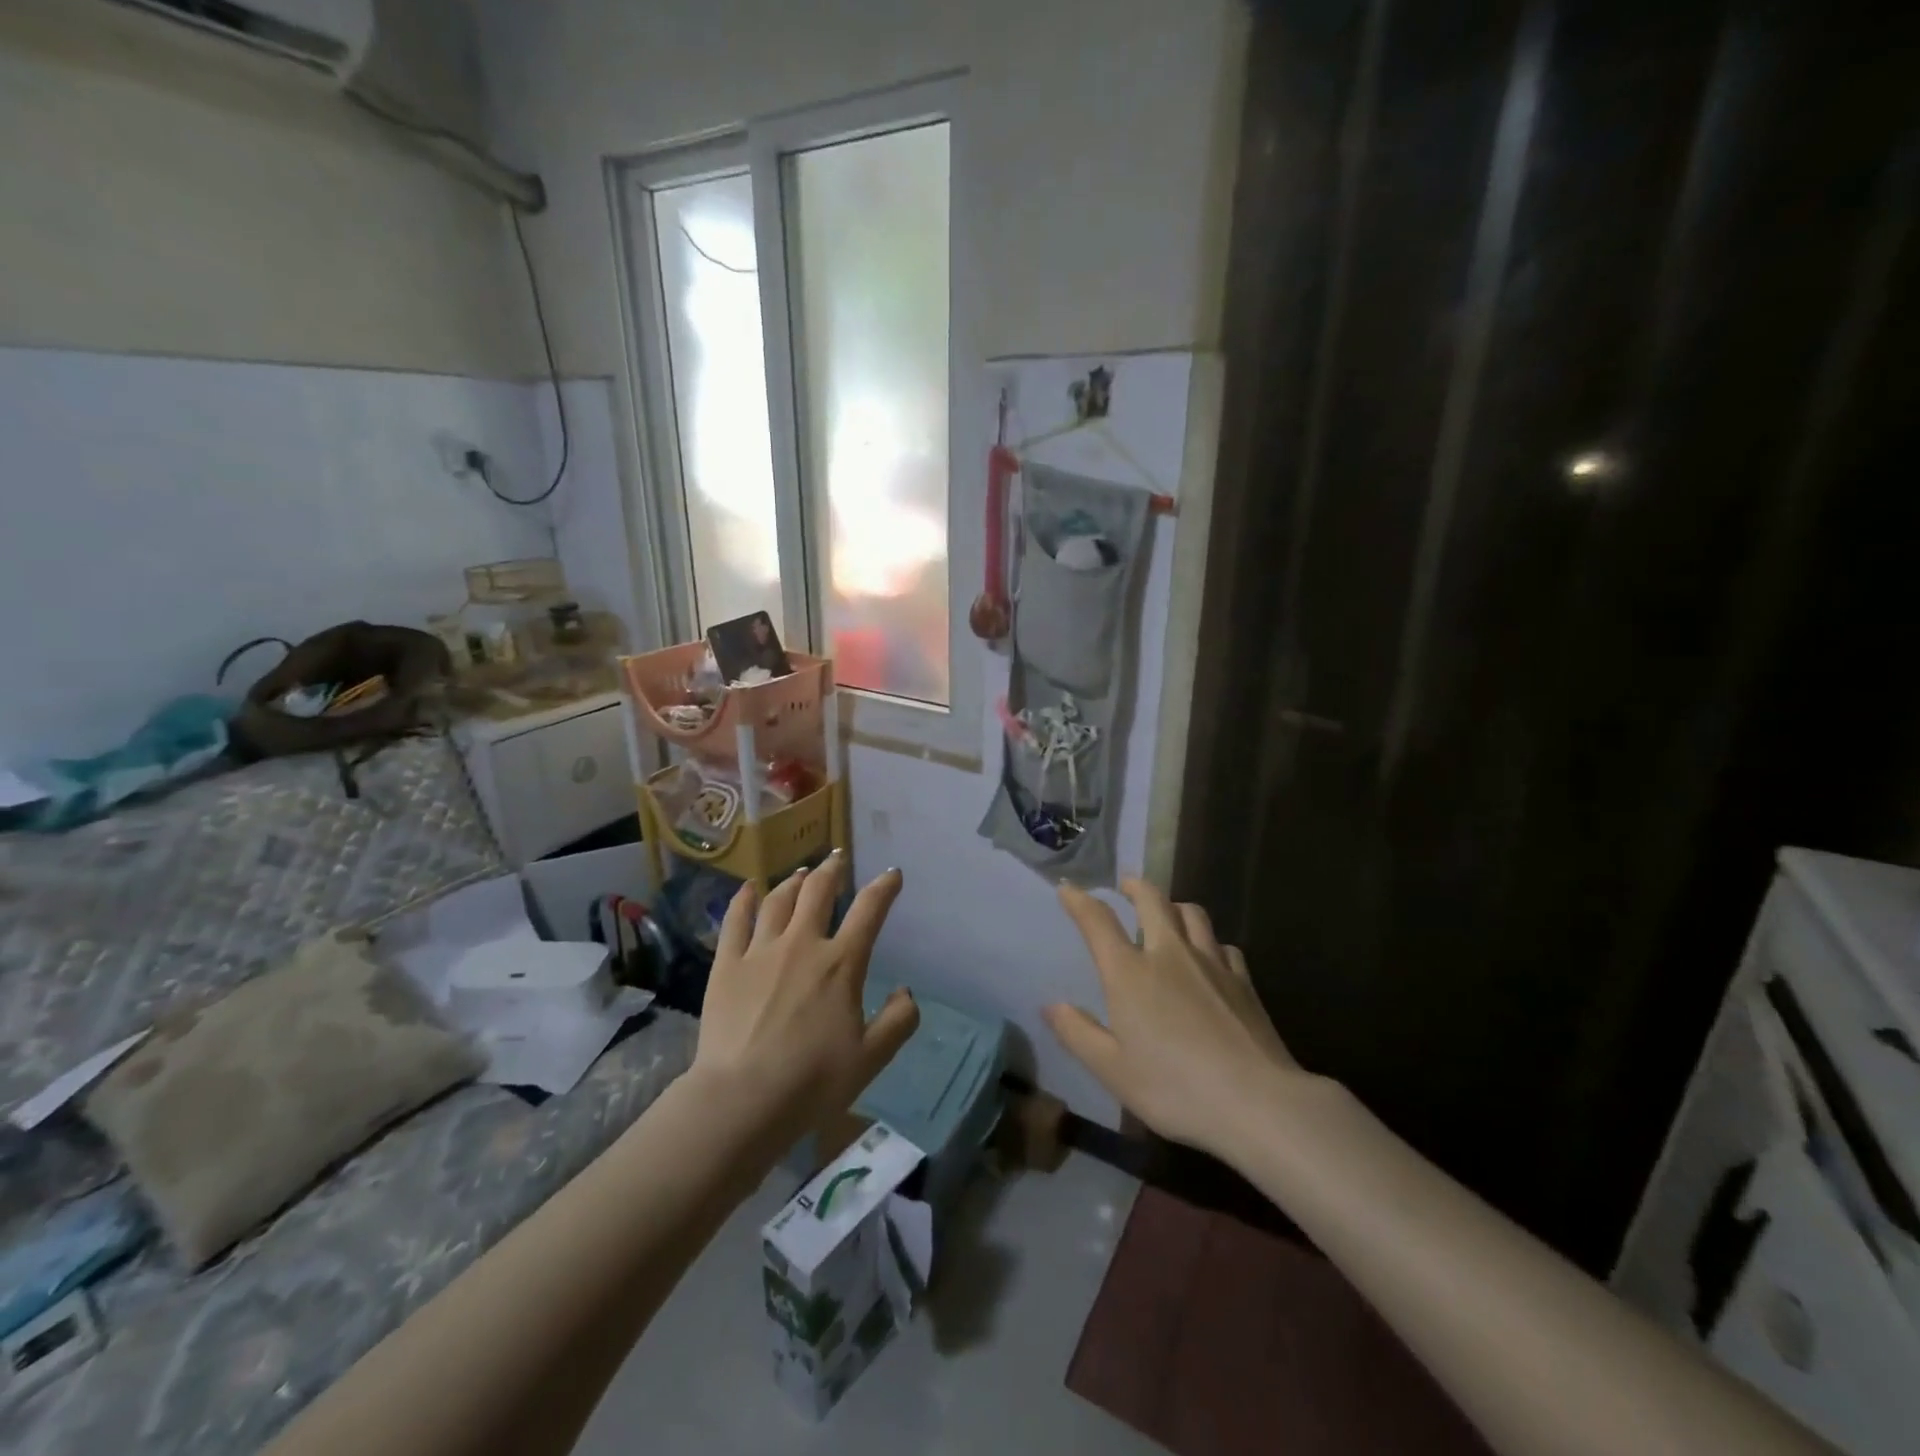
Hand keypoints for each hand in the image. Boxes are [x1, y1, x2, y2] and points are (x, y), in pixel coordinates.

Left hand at [692, 853, 919, 1140]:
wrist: (742, 1099)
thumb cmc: (812, 1081)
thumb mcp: (871, 1058)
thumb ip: (898, 1021)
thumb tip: (905, 992)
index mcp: (841, 963)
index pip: (869, 911)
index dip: (884, 887)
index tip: (892, 874)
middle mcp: (802, 944)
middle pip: (818, 892)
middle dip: (832, 871)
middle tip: (838, 859)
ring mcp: (760, 951)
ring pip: (778, 900)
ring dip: (794, 881)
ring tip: (801, 873)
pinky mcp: (726, 964)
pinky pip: (735, 920)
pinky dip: (743, 899)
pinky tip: (748, 888)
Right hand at [1045, 879, 1299, 1158]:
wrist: (1258, 1102)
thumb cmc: (1175, 1088)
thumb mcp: (1113, 1071)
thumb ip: (1078, 1033)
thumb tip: (1051, 1006)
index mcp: (1130, 973)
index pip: (1098, 921)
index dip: (1079, 901)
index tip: (1068, 889)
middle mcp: (1169, 954)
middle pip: (1152, 901)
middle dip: (1135, 887)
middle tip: (1126, 884)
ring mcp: (1211, 963)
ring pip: (1191, 914)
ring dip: (1173, 905)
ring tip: (1167, 912)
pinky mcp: (1243, 980)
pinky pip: (1222, 944)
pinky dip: (1209, 941)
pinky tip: (1210, 956)